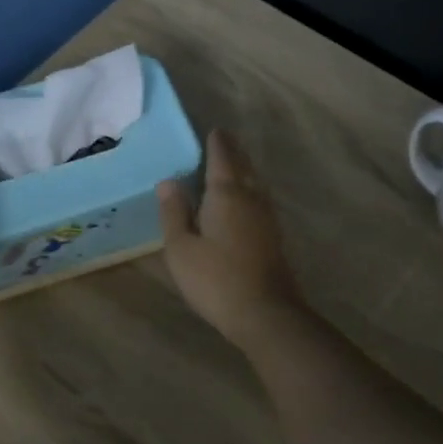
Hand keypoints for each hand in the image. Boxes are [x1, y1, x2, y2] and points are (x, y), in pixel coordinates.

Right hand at [158, 129, 307, 350]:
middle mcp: (251, 198)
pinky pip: (259, 200)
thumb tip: (169, 181)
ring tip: (232, 164)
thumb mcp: (181, 248)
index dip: (216, 142)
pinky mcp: (274, 237)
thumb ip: (174, 212)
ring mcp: (267, 218)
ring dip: (244, 170)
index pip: (221, 158)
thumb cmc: (216, 279)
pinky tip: (244, 201)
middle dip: (233, 152)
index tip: (213, 129)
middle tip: (223, 140)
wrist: (265, 314)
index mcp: (226, 194)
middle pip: (243, 166)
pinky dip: (250, 190)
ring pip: (255, 183)